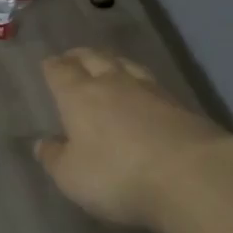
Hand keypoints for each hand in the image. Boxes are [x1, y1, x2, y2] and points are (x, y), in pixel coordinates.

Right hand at [34, 47, 229, 228]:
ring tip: (107, 64)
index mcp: (79, 96)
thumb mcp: (72, 176)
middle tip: (73, 57)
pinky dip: (140, 81)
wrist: (191, 175)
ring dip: (112, 61)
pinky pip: (151, 82)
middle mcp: (112, 83)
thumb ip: (54, 158)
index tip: (48, 64)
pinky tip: (143, 90)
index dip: (53, 67)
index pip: (61, 72)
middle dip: (80, 56)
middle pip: (94, 58)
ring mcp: (150, 90)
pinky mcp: (180, 104)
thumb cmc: (117, 175)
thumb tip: (41, 142)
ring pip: (125, 64)